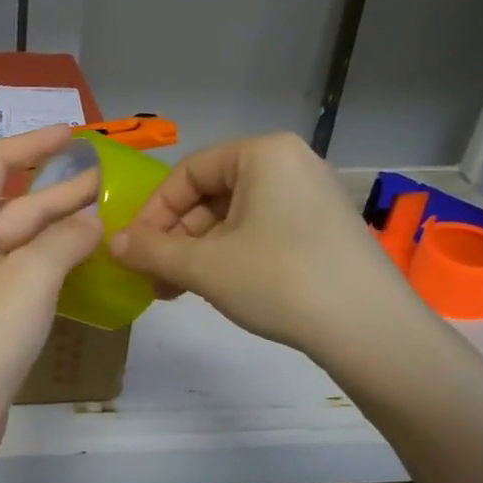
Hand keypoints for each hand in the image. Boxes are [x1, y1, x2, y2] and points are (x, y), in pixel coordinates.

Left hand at [0, 125, 102, 455]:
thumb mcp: (29, 277)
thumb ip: (64, 240)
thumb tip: (91, 222)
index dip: (34, 143)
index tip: (75, 135)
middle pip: (15, 203)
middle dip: (60, 190)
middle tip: (108, 180)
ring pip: (24, 241)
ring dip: (62, 228)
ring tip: (107, 217)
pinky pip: (26, 274)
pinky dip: (55, 264)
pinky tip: (87, 264)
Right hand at [108, 132, 421, 360]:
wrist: (370, 329)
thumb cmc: (279, 280)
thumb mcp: (204, 266)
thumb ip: (150, 250)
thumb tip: (112, 243)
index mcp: (263, 153)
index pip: (187, 173)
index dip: (153, 212)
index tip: (133, 250)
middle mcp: (289, 163)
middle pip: (211, 194)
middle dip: (175, 237)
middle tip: (153, 276)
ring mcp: (311, 196)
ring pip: (234, 217)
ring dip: (198, 251)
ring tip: (178, 289)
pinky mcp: (323, 228)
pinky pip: (261, 231)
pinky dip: (230, 255)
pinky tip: (216, 288)